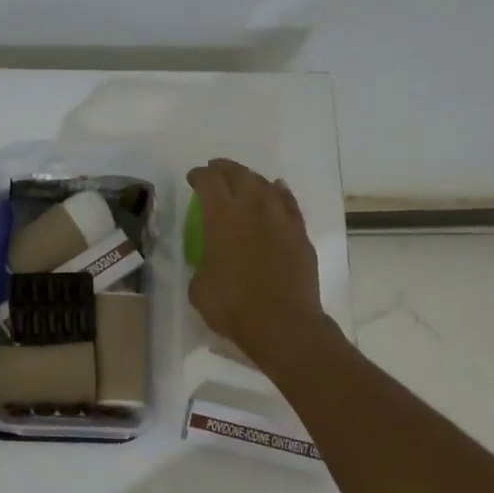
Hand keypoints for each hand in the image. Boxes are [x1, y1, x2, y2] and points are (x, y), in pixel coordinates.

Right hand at [187, 158, 326, 363]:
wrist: (282, 323)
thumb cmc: (232, 306)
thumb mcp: (199, 287)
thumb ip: (202, 264)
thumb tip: (209, 260)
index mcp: (221, 216)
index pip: (208, 181)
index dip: (198, 176)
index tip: (193, 178)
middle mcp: (252, 208)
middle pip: (238, 174)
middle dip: (223, 169)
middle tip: (215, 171)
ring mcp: (280, 218)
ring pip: (265, 184)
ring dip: (251, 179)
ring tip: (244, 181)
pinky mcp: (300, 233)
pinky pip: (288, 202)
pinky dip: (279, 193)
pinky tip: (276, 191)